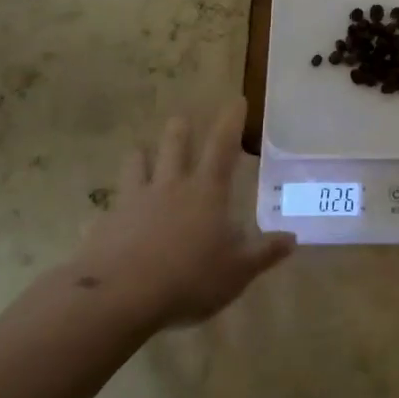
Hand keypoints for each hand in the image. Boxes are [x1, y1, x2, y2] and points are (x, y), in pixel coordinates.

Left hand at [66, 101, 295, 334]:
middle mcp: (170, 186)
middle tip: (181, 119)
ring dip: (141, 155)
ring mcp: (134, 201)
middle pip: (174, 144)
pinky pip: (110, 207)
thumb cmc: (189, 279)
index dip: (231, 122)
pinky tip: (107, 218)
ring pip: (136, 164)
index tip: (236, 100)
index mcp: (206, 191)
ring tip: (141, 151)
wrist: (120, 297)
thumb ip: (264, 253)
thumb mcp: (237, 271)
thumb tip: (292, 238)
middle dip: (180, 129)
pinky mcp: (106, 222)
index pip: (222, 146)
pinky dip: (112, 208)